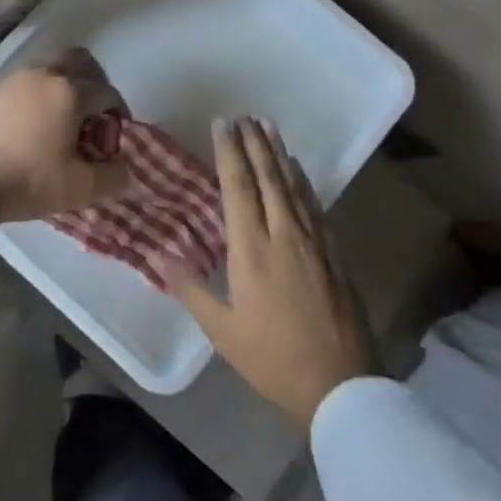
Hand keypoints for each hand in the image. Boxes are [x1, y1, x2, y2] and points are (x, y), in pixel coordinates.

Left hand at [0, 48, 129, 225]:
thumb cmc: (26, 181)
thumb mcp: (79, 189)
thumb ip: (113, 177)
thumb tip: (124, 169)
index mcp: (69, 92)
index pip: (107, 92)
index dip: (118, 114)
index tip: (114, 139)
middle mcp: (43, 75)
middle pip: (79, 61)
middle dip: (95, 83)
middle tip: (93, 117)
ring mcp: (13, 80)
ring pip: (50, 70)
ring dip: (65, 89)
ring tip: (62, 125)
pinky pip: (27, 84)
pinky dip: (40, 97)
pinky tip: (33, 129)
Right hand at [162, 118, 370, 432]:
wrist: (341, 385)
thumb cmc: (272, 358)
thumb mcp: (222, 330)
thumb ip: (191, 289)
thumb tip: (159, 257)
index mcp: (252, 250)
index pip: (238, 187)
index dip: (230, 152)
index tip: (223, 124)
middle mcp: (284, 235)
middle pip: (268, 178)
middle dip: (255, 143)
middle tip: (245, 115)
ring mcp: (314, 243)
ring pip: (293, 187)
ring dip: (279, 154)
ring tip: (269, 127)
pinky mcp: (333, 254)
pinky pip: (314, 206)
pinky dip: (302, 182)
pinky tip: (297, 171)